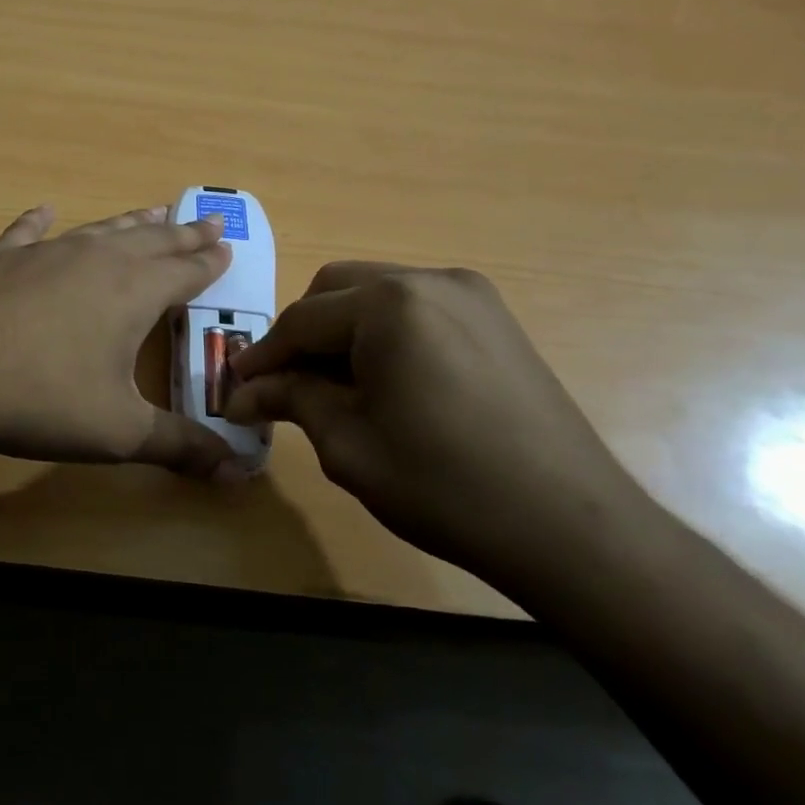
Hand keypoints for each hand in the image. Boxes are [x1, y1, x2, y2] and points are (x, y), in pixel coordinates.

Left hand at [0, 204, 244, 478]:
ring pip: (100, 230)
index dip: (209, 262)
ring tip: (152, 212)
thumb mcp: (118, 432)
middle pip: (151, 240)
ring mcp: (44, 253)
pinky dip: (39, 222)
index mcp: (133, 292)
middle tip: (207, 222)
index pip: (185, 271)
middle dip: (182, 234)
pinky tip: (44, 212)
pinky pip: (27, 233)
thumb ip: (179, 446)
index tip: (227, 246)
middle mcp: (96, 260)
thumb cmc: (40, 399)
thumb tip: (237, 472)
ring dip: (130, 223)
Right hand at [224, 263, 660, 584]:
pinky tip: (386, 380)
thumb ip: (291, 400)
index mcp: (389, 304)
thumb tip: (239, 392)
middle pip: (337, 289)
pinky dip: (385, 332)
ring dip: (343, 329)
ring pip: (376, 292)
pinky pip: (416, 307)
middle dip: (303, 333)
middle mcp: (429, 279)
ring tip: (335, 386)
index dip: (263, 355)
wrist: (569, 525)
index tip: (235, 386)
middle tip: (286, 385)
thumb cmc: (444, 486)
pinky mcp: (495, 317)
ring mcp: (470, 293)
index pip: (301, 319)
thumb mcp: (349, 444)